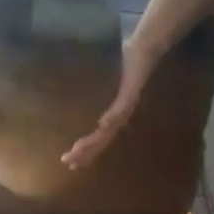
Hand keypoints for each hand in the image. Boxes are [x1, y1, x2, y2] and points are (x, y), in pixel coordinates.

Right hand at [62, 41, 150, 169]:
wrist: (144, 50)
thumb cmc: (124, 64)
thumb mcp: (106, 82)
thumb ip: (98, 92)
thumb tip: (77, 96)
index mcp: (116, 114)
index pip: (99, 138)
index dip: (86, 150)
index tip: (70, 162)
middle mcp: (122, 114)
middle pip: (103, 138)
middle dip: (86, 151)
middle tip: (68, 162)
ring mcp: (127, 104)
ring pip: (109, 128)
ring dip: (94, 140)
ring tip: (78, 150)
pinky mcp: (131, 92)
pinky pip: (121, 107)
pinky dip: (112, 117)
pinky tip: (102, 124)